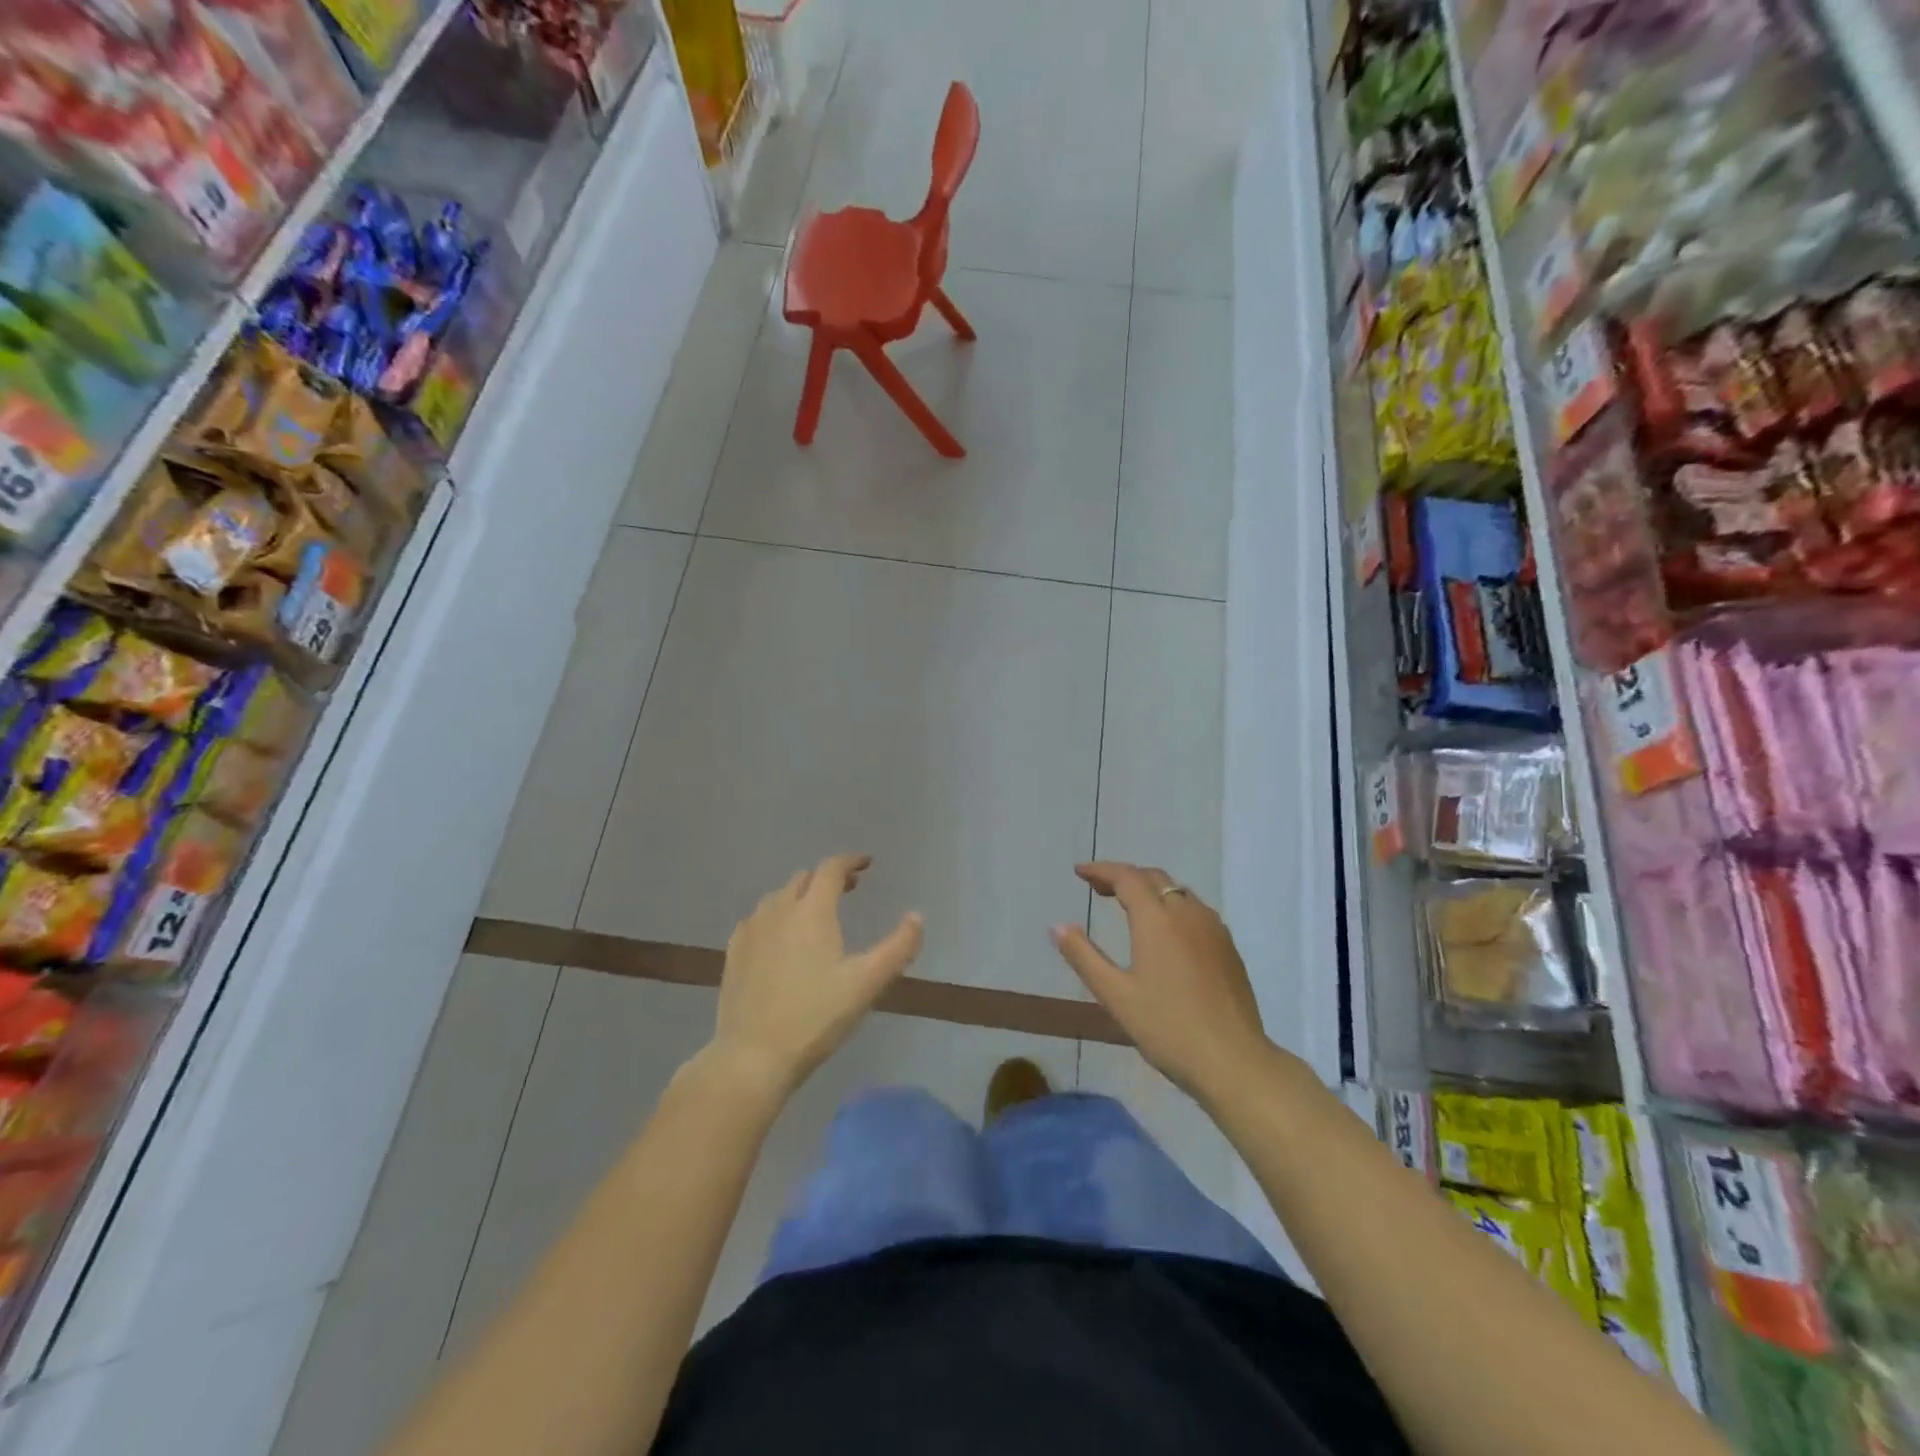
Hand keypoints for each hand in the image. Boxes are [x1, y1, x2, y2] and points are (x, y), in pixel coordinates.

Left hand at [711, 854, 923, 1097]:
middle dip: (828, 878)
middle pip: (804, 879)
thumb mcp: (867, 983)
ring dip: (800, 895)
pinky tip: (779, 937)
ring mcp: (751, 931)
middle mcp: (778, 910)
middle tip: (848, 890)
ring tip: (815, 912)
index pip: (831, 869)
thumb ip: (898, 947)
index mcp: (812, 911)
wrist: (753, 1056)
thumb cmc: (816, 1016)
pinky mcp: (733, 954)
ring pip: (778, 898)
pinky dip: (775, 916)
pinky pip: (757, 920)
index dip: (850, 861)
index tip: (866, 864)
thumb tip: (917, 917)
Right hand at [1051, 862, 1271, 1103]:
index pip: (1127, 877)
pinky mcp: (1229, 948)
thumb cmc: (1167, 1027)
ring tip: (1129, 906)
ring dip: (1150, 890)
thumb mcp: (1115, 995)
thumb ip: (1084, 956)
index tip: (1080, 872)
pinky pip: (1196, 911)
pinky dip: (1172, 907)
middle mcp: (1188, 913)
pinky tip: (1167, 933)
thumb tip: (1058, 926)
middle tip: (1099, 888)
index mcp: (1157, 919)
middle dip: (1124, 877)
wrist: (1234, 1061)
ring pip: (1178, 892)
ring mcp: (1213, 929)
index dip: (1101, 870)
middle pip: (1154, 878)